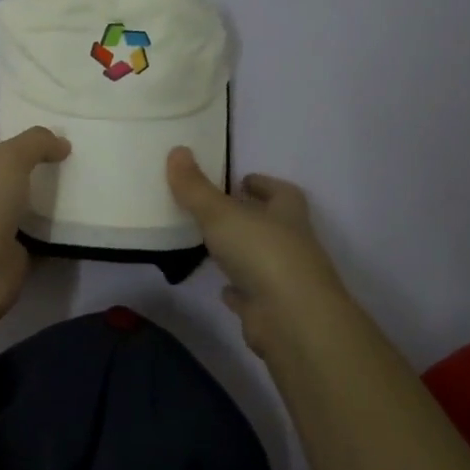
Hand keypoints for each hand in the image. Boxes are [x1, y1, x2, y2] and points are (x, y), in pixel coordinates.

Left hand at [0, 128, 70, 321]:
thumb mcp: (9, 159)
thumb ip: (35, 143)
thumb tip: (61, 143)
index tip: (11, 143)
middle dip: (12, 175)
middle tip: (48, 164)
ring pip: (8, 212)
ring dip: (31, 204)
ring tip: (66, 188)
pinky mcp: (4, 259)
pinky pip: (28, 241)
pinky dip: (45, 235)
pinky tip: (70, 223)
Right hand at [167, 147, 350, 356]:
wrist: (292, 320)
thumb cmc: (262, 254)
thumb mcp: (221, 213)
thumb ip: (196, 187)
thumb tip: (177, 150)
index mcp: (287, 215)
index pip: (282, 192)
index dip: (264, 184)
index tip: (243, 179)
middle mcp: (293, 245)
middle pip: (274, 225)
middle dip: (252, 217)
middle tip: (220, 210)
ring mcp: (286, 280)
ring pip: (264, 260)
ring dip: (245, 253)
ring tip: (214, 246)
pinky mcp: (273, 311)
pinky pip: (254, 295)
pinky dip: (240, 290)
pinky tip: (222, 288)